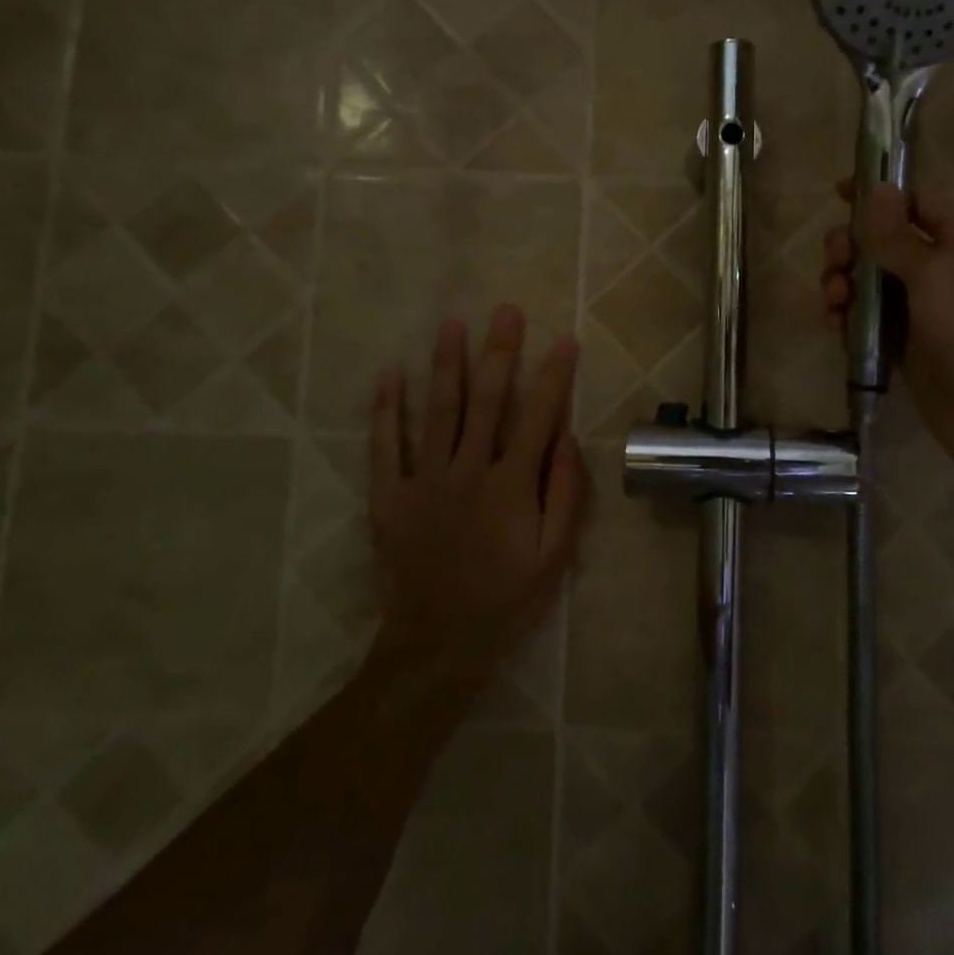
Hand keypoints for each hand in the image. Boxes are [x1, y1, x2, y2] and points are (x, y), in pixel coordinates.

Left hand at [369, 305, 586, 673]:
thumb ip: (565, 494)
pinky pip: (385, 445)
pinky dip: (386, 409)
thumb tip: (567, 438)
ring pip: (439, 410)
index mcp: (511, 485)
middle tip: (506, 311)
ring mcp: (424, 479)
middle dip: (500, 352)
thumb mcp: (554, 556)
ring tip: (452, 323)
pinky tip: (390, 373)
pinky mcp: (389, 495)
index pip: (538, 417)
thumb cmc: (506, 599)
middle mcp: (468, 470)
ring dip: (447, 364)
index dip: (554, 376)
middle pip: (487, 400)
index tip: (565, 340)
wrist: (439, 643)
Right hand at [820, 182, 953, 471]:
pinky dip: (847, 317)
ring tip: (834, 302)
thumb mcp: (934, 274)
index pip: (913, 202)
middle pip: (881, 240)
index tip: (837, 194)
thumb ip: (897, 234)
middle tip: (834, 263)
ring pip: (867, 280)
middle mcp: (939, 265)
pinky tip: (834, 327)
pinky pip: (866, 317)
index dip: (876, 196)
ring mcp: (919, 305)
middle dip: (850, 248)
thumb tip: (879, 187)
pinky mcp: (902, 340)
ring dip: (843, 284)